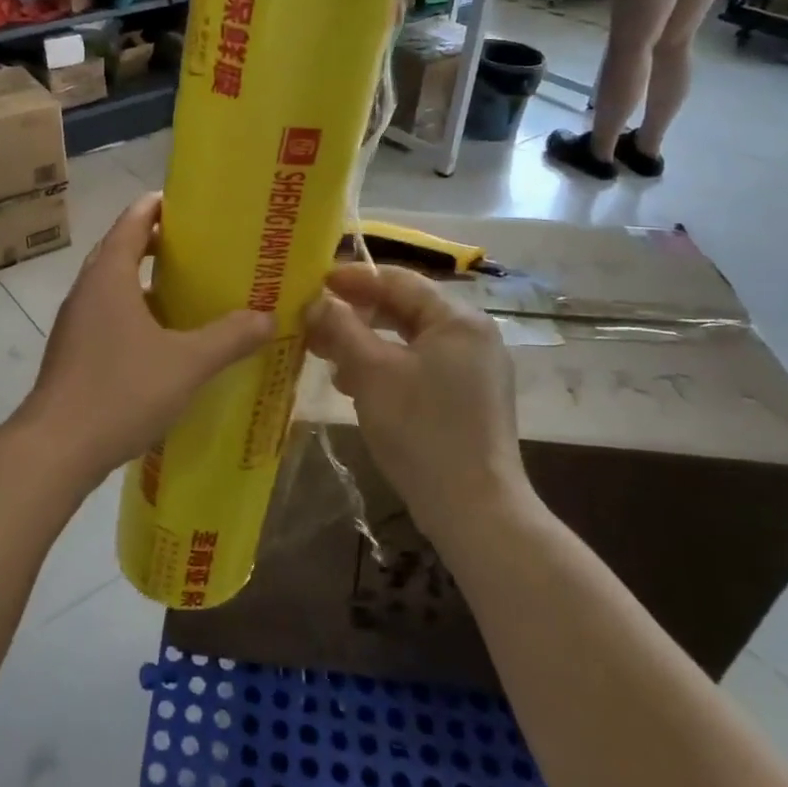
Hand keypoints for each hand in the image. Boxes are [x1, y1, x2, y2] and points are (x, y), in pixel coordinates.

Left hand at [19, 193, 275, 480]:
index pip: (132, 221)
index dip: (157, 207)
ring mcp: (75, 323)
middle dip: (154, 242)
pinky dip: (133, 313)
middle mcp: (87, 291)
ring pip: (112, 286)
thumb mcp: (187, 364)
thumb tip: (268, 317)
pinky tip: (161, 339)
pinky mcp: (72, 352)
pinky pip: (107, 316)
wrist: (57, 448)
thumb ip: (229, 338)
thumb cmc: (121, 391)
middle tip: (197, 247)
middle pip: (120, 250)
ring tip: (185, 290)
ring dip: (144, 281)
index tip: (188, 204)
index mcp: (109, 277)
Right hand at [305, 263, 529, 533]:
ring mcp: (473, 370)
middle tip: (313, 321)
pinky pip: (419, 367)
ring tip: (326, 356)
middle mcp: (472, 336)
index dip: (353, 278)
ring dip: (365, 343)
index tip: (314, 282)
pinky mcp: (467, 399)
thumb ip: (341, 328)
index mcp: (457, 319)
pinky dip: (385, 368)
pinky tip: (354, 386)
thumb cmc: (421, 429)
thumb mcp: (371, 372)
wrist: (474, 508)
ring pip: (408, 341)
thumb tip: (316, 302)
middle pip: (404, 309)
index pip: (398, 280)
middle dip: (356, 315)